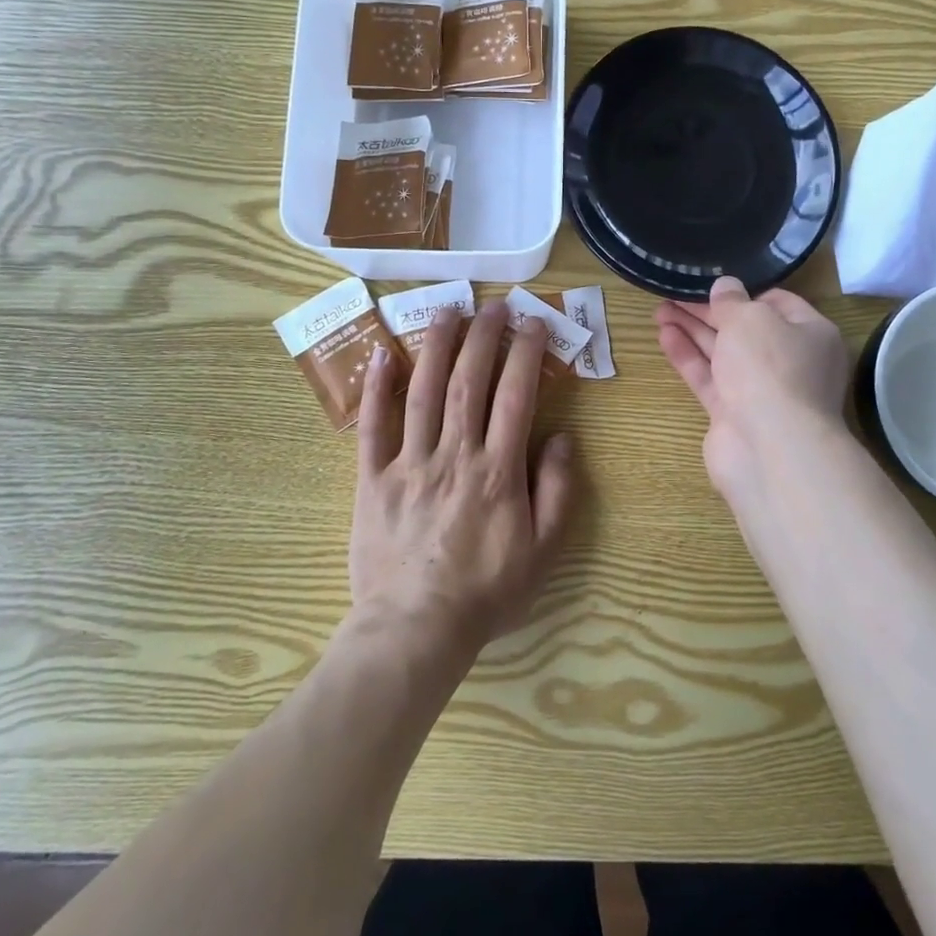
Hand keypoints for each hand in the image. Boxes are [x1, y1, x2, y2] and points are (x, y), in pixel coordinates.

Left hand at [350, 300, 579, 656]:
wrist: (415, 630)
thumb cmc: (486, 592)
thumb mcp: (543, 551)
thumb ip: (558, 490)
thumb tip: (563, 437)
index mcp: (498, 471)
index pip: (515, 396)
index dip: (526, 353)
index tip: (534, 323)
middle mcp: (454, 455)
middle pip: (469, 382)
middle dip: (484, 337)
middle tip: (494, 305)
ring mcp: (409, 463)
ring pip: (423, 392)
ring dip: (436, 346)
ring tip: (447, 310)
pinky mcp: (373, 479)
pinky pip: (372, 427)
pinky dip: (376, 389)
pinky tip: (381, 354)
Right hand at [655, 277, 850, 506]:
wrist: (770, 448)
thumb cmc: (770, 368)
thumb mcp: (750, 319)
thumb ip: (732, 301)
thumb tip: (725, 287)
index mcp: (810, 334)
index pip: (778, 303)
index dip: (744, 292)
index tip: (712, 283)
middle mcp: (790, 362)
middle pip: (745, 329)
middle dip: (709, 311)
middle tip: (674, 293)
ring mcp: (762, 391)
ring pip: (723, 354)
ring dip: (693, 331)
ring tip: (660, 310)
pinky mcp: (734, 415)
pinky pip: (710, 378)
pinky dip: (688, 357)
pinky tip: (664, 336)